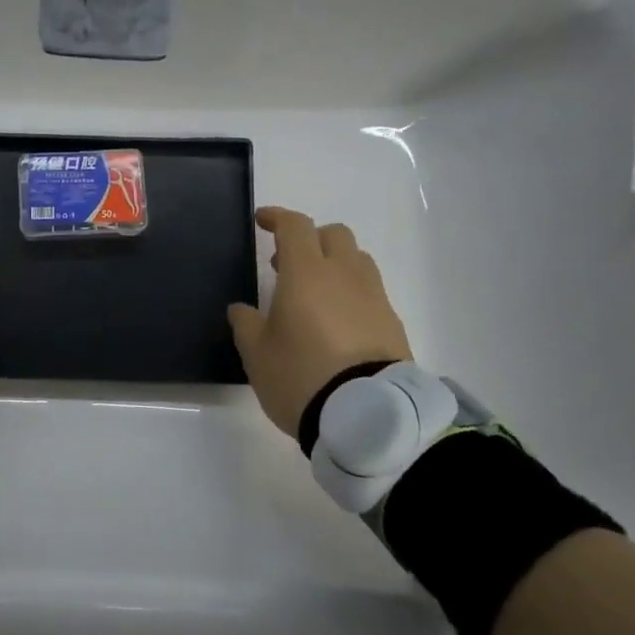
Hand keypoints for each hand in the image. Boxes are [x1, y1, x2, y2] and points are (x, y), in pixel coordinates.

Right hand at [228, 206, 412, 438]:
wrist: (367, 416)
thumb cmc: (301, 376)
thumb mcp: (257, 354)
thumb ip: (246, 324)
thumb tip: (242, 309)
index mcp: (306, 273)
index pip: (295, 226)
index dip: (277, 217)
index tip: (262, 221)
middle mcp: (344, 275)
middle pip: (333, 234)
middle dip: (309, 239)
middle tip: (286, 265)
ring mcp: (374, 297)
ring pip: (357, 259)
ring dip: (335, 263)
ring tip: (315, 293)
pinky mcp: (392, 322)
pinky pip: (370, 291)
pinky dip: (352, 292)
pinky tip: (338, 321)